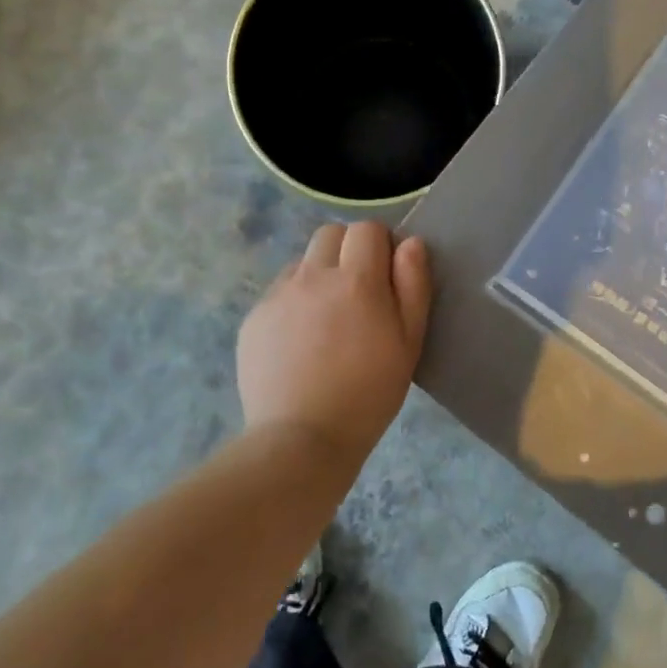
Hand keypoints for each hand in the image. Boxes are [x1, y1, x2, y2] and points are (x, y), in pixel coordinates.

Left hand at [237, 223, 432, 451]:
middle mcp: (313, 275)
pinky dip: (294, 302)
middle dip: (348, 250)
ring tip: (327, 321)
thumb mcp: (408, 343)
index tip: (386, 275)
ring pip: (303, 262)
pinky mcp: (254, 317)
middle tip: (358, 293)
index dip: (380, 245)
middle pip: (330, 234)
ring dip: (319, 275)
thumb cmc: (368, 394)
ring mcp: (278, 295)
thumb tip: (410, 244)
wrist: (302, 438)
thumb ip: (412, 286)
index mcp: (356, 280)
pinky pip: (279, 292)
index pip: (367, 229)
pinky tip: (300, 342)